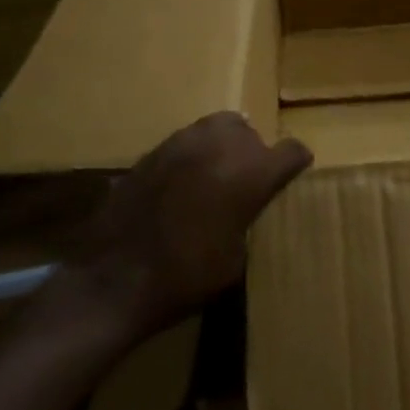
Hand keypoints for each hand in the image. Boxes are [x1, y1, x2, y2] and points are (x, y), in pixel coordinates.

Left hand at [53, 113, 311, 341]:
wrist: (113, 282)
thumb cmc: (186, 278)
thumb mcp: (238, 258)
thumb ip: (251, 218)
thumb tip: (249, 209)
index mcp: (252, 172)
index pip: (292, 151)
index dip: (296, 164)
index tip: (292, 178)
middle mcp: (220, 147)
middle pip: (250, 130)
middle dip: (255, 151)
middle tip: (248, 180)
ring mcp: (181, 145)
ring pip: (215, 127)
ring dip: (222, 146)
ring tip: (217, 176)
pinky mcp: (150, 154)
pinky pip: (184, 143)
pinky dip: (191, 157)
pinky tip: (183, 186)